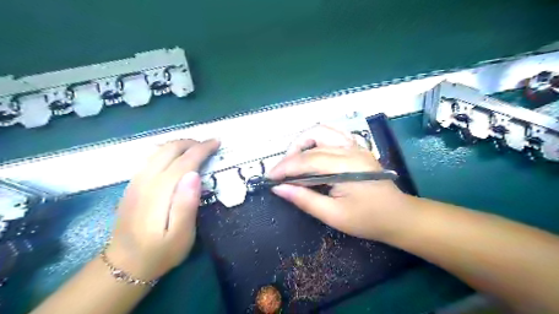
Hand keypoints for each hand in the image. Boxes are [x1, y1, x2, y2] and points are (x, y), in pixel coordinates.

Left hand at [103, 139, 218, 280]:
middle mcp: (145, 181)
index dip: (202, 149)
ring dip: (179, 145)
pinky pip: (151, 158)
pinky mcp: (132, 185)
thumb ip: (187, 204)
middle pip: (169, 150)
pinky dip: (167, 151)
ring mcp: (136, 181)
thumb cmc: (160, 252)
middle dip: (191, 143)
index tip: (217, 142)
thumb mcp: (181, 235)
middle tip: (209, 145)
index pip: (184, 161)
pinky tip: (176, 157)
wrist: (124, 265)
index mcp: (160, 192)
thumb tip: (194, 174)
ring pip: (158, 151)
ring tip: (196, 148)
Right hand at [269, 126, 408, 239]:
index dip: (284, 168)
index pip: (306, 160)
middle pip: (312, 140)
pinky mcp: (357, 148)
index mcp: (345, 166)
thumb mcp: (334, 215)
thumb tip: (279, 189)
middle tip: (282, 172)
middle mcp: (350, 150)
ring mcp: (355, 146)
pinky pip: (333, 134)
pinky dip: (317, 139)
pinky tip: (312, 152)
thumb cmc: (368, 219)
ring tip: (294, 160)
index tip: (269, 177)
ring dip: (303, 142)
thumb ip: (305, 199)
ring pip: (322, 131)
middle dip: (291, 154)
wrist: (399, 216)